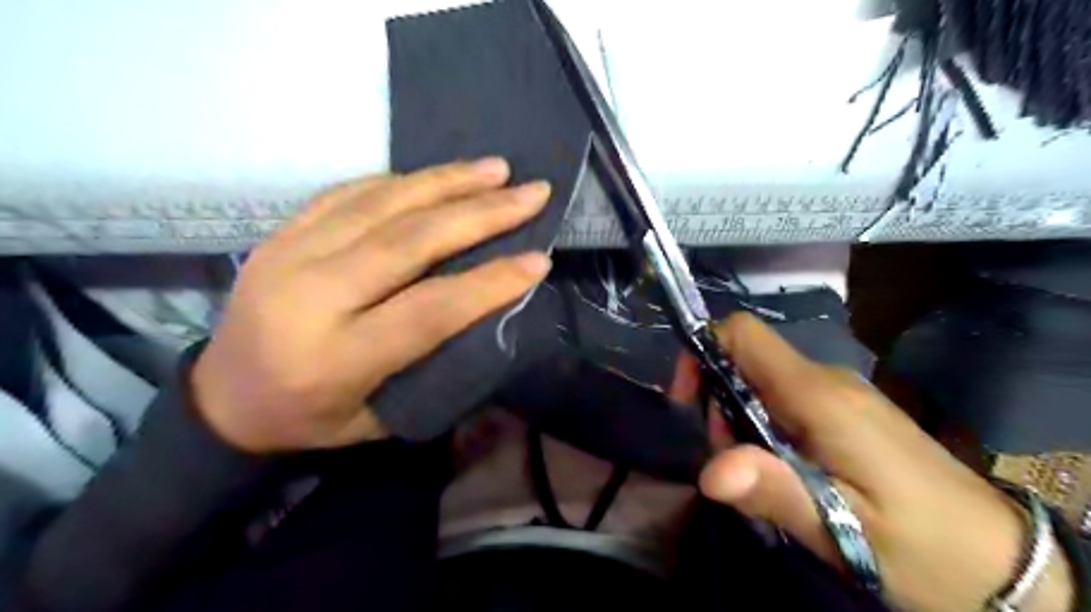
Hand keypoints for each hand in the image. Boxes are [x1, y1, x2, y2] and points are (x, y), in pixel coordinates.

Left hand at [189, 158, 554, 454]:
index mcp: (336, 358)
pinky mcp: (279, 234)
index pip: (429, 309)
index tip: (539, 259)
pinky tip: (436, 175)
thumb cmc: (310, 418)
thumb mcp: (379, 418)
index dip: (490, 282)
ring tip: (496, 169)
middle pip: (409, 242)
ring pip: (381, 205)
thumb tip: (489, 314)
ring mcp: (289, 256)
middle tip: (530, 193)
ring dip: (446, 182)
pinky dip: (400, 180)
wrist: (220, 398)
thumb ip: (432, 366)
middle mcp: (310, 298)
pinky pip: (347, 192)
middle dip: (480, 213)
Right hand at [689, 313, 1071, 611]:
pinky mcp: (848, 412)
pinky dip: (763, 423)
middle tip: (728, 457)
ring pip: (762, 381)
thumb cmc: (925, 546)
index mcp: (818, 395)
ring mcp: (839, 395)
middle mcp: (826, 381)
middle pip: (745, 360)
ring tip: (756, 471)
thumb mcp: (844, 528)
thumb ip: (775, 491)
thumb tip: (709, 472)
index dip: (703, 353)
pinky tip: (781, 467)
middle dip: (717, 399)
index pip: (743, 334)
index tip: (688, 402)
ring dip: (738, 417)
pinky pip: (785, 398)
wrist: (1006, 564)